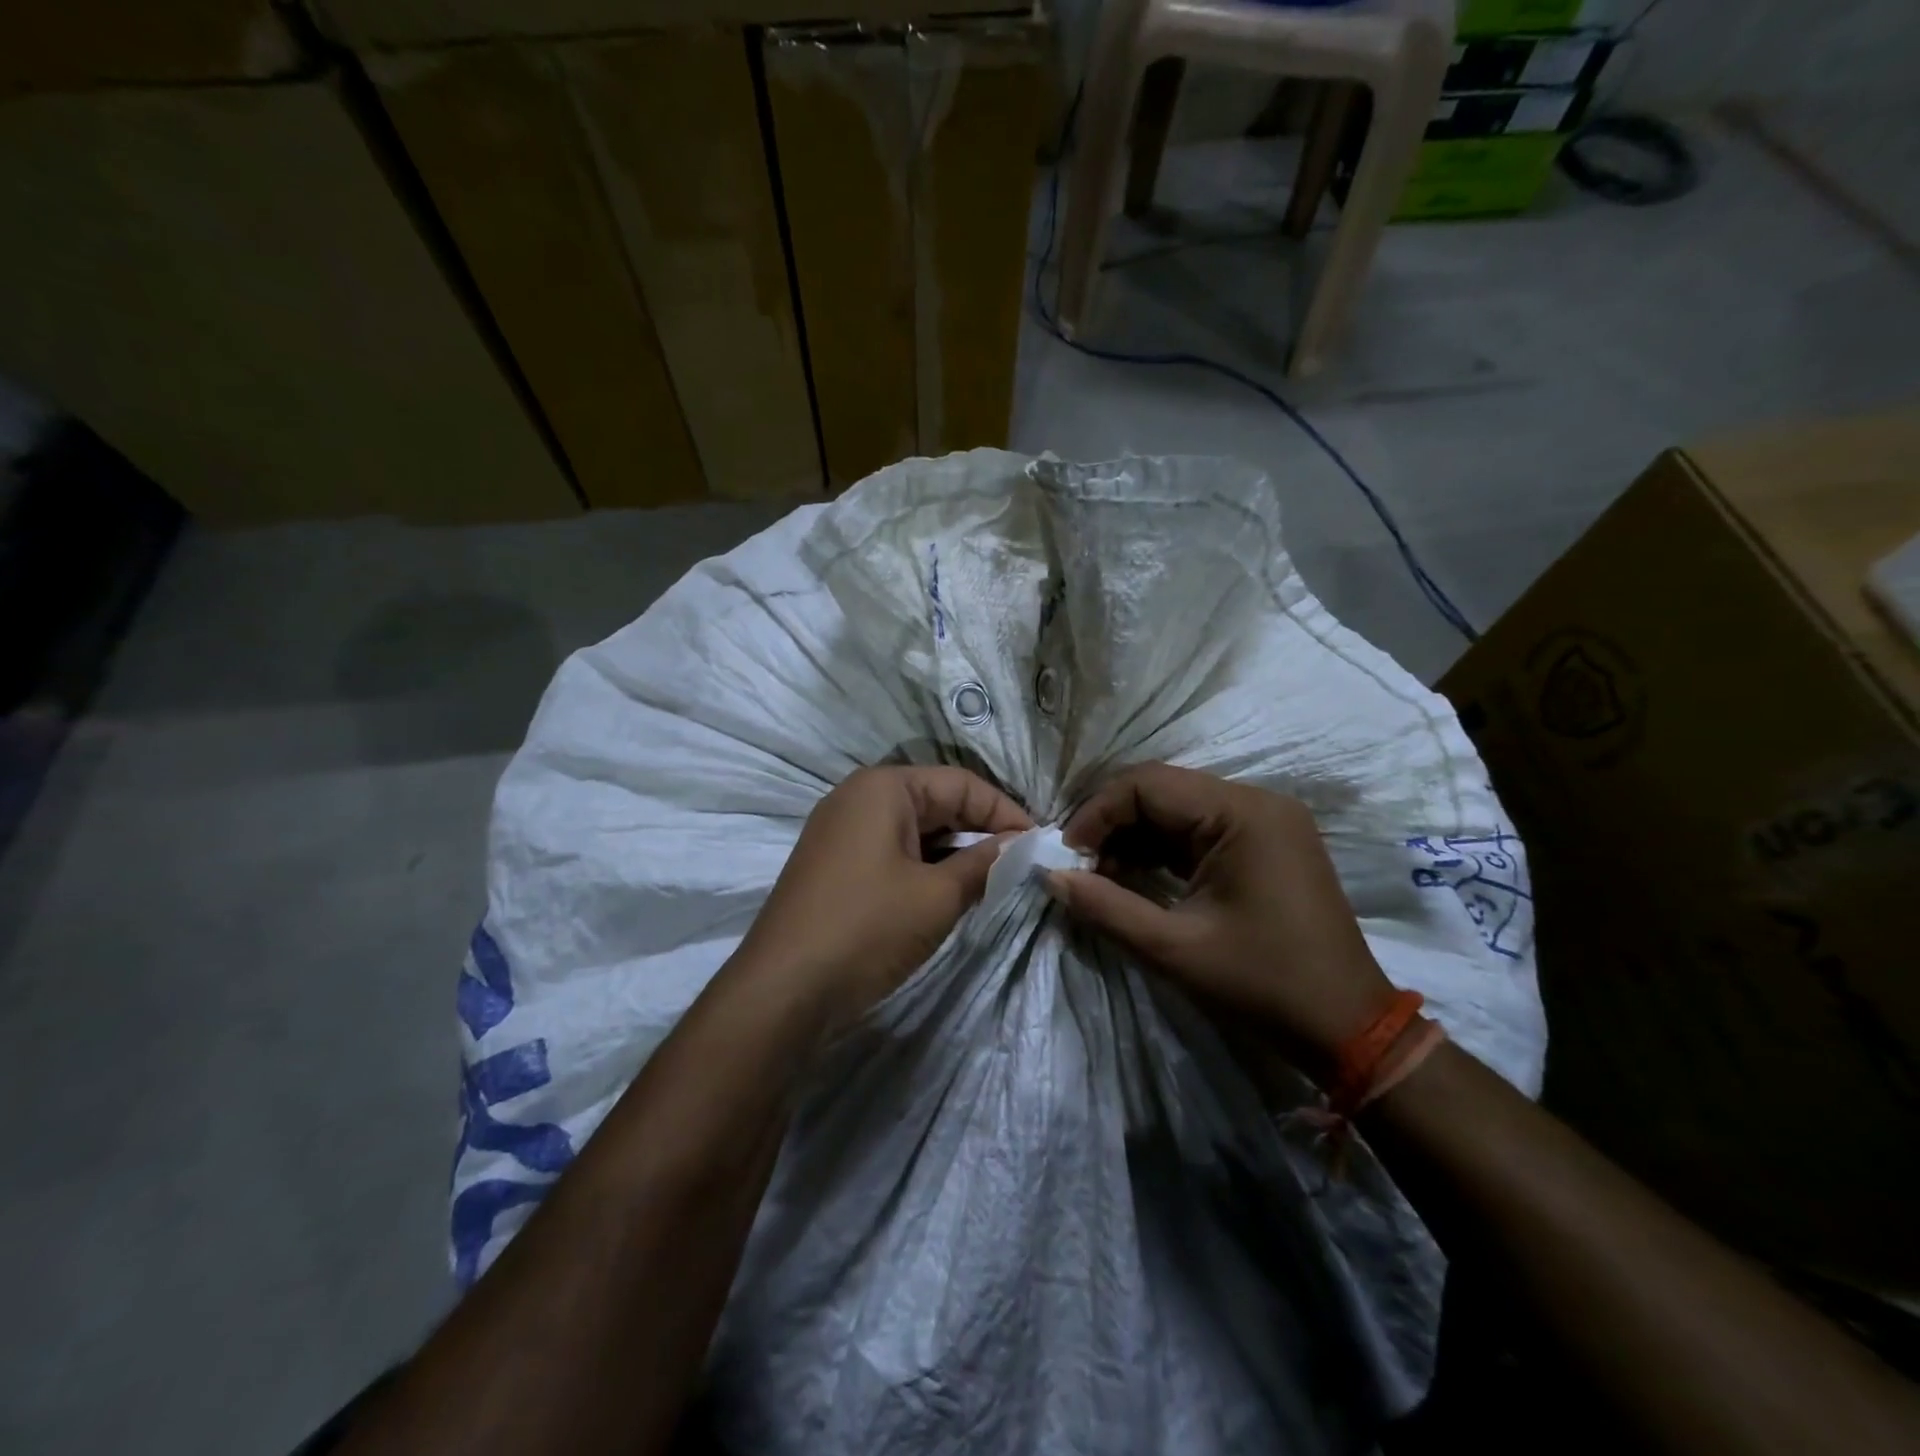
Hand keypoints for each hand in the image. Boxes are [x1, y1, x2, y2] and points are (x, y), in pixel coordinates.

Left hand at [736, 766, 1031, 1029]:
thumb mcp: (937, 896)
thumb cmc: (866, 929)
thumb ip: (984, 864)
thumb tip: (1019, 845)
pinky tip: (950, 892)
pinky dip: (926, 867)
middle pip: (937, 802)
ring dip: (955, 852)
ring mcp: (841, 832)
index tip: (1040, 844)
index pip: (961, 784)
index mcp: (882, 787)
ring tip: (993, 881)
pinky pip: (893, 852)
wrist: (782, 992)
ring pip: (915, 830)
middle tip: (1021, 864)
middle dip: (981, 831)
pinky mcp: (835, 865)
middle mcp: (858, 798)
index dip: (1005, 812)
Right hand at [1046, 763, 1394, 1081]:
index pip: (1146, 783)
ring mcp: (1265, 822)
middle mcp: (1256, 802)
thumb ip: (1106, 907)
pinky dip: (1162, 850)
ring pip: (1177, 809)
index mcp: (1241, 813)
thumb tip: (1051, 877)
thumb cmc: (1262, 985)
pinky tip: (1135, 878)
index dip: (1096, 813)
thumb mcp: (1174, 950)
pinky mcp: (1265, 844)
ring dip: (1134, 837)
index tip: (1067, 856)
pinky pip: (1199, 830)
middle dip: (1112, 824)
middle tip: (1079, 867)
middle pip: (1161, 790)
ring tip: (1101, 877)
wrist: (1348, 1028)